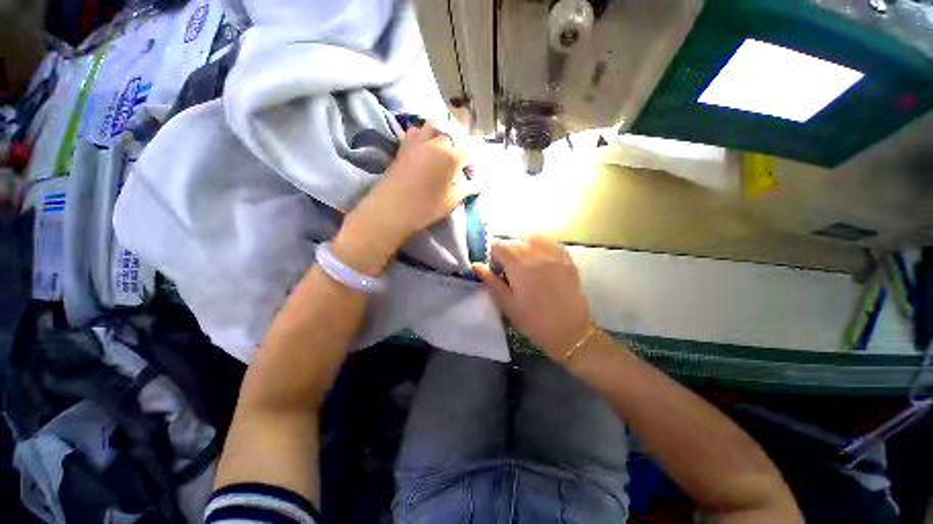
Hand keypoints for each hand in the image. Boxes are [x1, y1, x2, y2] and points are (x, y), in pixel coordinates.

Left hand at [354, 120, 468, 239]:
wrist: (391, 209)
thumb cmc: (425, 206)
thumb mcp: (451, 200)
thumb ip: (466, 188)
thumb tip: (477, 183)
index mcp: (451, 156)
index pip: (470, 150)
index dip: (473, 162)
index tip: (470, 174)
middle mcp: (436, 142)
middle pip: (454, 133)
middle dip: (461, 144)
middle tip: (459, 161)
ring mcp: (418, 141)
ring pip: (435, 124)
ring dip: (442, 133)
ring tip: (443, 148)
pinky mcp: (404, 145)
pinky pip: (416, 130)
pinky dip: (423, 133)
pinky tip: (424, 147)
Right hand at [473, 236, 592, 361]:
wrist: (570, 332)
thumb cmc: (533, 321)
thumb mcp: (507, 304)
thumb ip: (491, 281)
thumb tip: (476, 265)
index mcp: (519, 266)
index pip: (498, 247)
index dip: (491, 255)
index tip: (494, 268)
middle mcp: (536, 255)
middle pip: (514, 243)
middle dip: (506, 253)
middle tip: (508, 270)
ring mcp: (554, 255)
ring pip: (532, 240)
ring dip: (523, 247)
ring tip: (524, 262)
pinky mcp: (567, 260)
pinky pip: (551, 243)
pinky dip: (541, 245)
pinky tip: (540, 257)